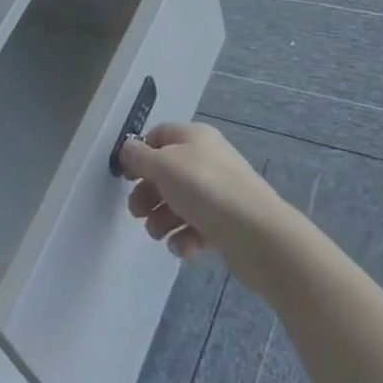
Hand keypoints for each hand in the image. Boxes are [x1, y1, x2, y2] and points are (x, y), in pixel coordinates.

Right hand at [119, 122, 293, 291]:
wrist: (256, 233)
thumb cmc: (204, 188)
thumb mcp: (163, 164)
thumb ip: (139, 156)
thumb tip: (128, 149)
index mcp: (195, 138)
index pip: (159, 135)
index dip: (140, 153)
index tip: (126, 175)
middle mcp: (208, 160)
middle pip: (167, 173)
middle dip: (148, 193)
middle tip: (136, 212)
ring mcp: (219, 192)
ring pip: (179, 202)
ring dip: (162, 219)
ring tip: (158, 234)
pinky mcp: (227, 223)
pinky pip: (197, 227)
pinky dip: (184, 237)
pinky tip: (182, 247)